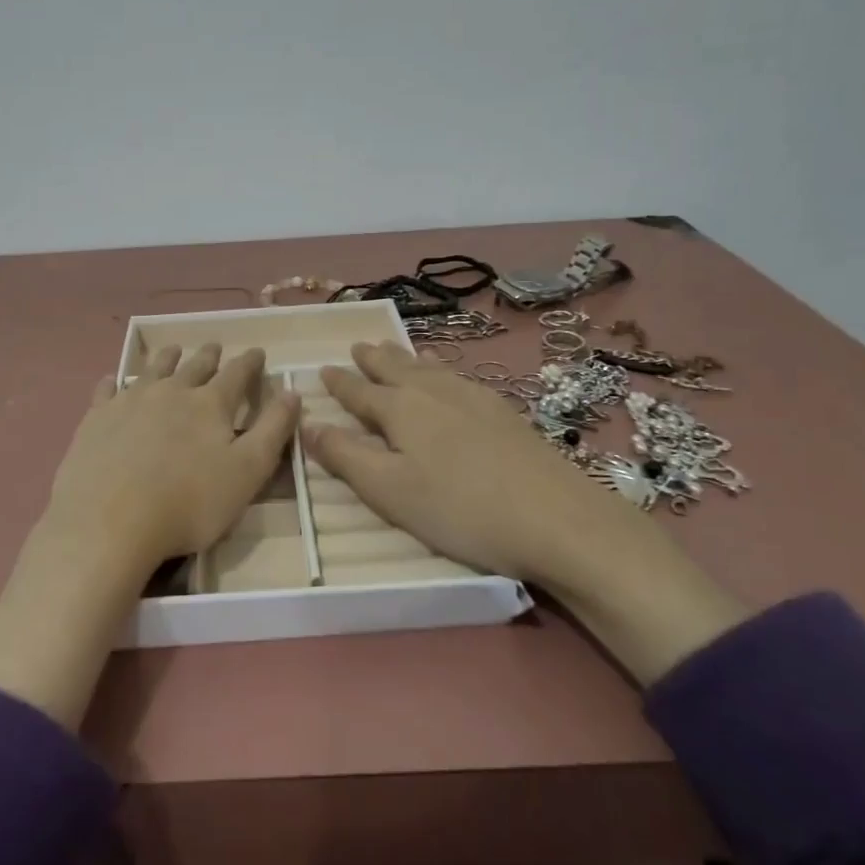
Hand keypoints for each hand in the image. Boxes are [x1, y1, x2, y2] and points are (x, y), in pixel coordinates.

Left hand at [0, 343, 298, 729]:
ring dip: (166, 358)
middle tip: (215, 347)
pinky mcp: (96, 418)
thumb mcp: (247, 472)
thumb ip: (272, 430)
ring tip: (173, 351)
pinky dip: (114, 382)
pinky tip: (112, 380)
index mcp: (211, 404)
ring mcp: (129, 401)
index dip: (250, 362)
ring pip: (153, 369)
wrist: (109, 522)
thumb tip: (292, 392)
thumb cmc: (189, 504)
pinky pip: (107, 390)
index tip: (257, 351)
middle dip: (209, 355)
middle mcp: (171, 391)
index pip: (237, 374)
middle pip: (194, 366)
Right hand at [305, 342, 745, 683]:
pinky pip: (458, 375)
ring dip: (405, 357)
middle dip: (372, 359)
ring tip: (394, 348)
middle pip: (396, 368)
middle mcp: (434, 392)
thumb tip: (306, 424)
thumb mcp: (390, 492)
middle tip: (358, 346)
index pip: (359, 391)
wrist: (557, 518)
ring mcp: (473, 397)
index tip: (322, 369)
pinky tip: (449, 374)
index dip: (339, 382)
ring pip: (429, 367)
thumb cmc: (460, 510)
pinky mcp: (503, 411)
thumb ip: (345, 457)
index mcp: (401, 410)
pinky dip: (441, 367)